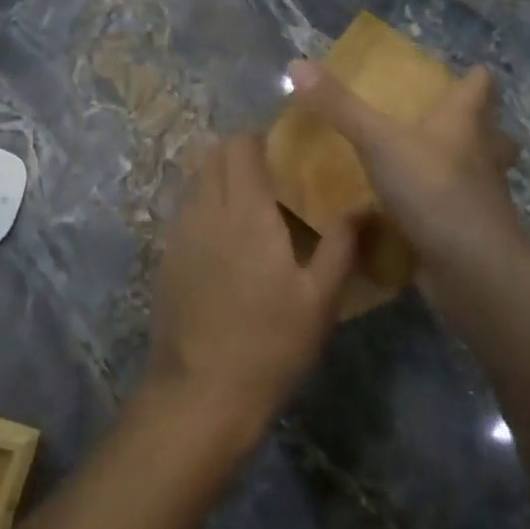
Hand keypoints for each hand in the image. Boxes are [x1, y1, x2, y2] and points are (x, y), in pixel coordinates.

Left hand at [143, 135, 360, 449]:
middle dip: (237, 151)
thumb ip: (341, 246)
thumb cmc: (270, 344)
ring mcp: (178, 234)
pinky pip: (184, 211)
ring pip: (194, 182)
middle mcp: (205, 211)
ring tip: (249, 201)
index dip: (258, 137)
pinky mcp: (165, 257)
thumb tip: (364, 206)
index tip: (282, 146)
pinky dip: (204, 205)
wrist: (201, 390)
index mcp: (245, 212)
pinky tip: (225, 237)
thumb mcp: (319, 300)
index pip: (240, 147)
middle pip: (211, 156)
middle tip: (269, 171)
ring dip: (218, 177)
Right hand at [284, 59, 529, 298]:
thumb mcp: (378, 141)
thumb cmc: (433, 190)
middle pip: (489, 131)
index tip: (456, 74)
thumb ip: (339, 107)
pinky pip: (455, 210)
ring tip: (422, 165)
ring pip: (476, 172)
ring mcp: (480, 197)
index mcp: (465, 123)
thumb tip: (297, 64)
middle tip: (437, 123)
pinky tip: (411, 211)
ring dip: (457, 167)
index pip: (481, 86)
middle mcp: (480, 155)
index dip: (471, 77)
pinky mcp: (468, 231)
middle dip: (472, 126)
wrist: (473, 269)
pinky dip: (438, 207)